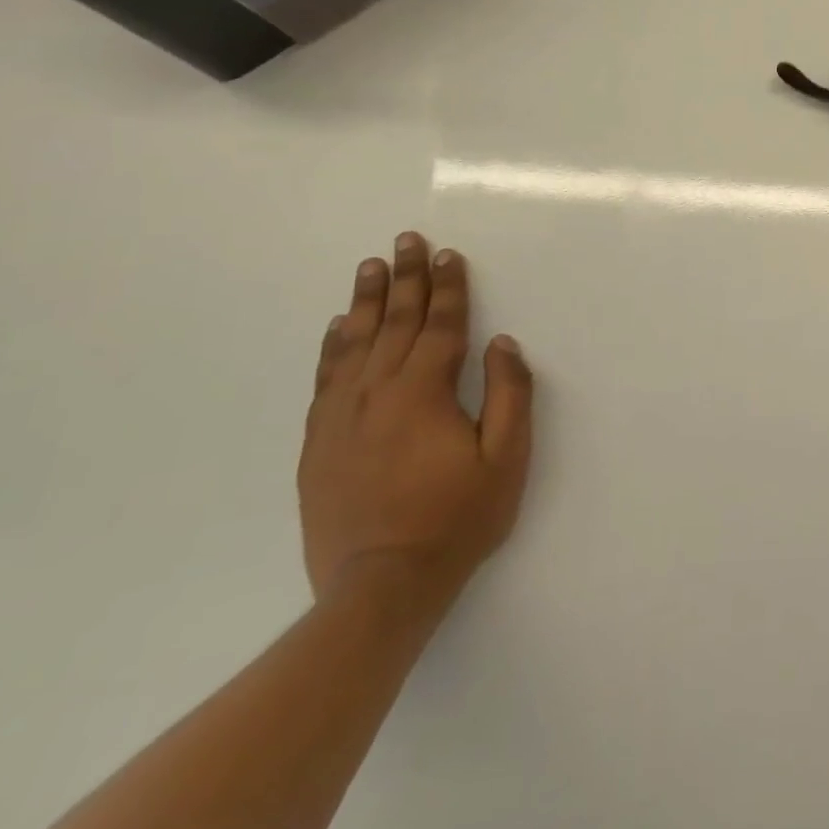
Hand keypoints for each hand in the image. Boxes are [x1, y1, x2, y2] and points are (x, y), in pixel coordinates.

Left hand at [298, 232, 533, 610]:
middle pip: (394, 323)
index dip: (448, 288)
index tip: (449, 254)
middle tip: (408, 239)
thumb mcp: (506, 458)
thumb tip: (503, 343)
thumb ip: (509, 394)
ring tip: (371, 266)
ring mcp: (340, 418)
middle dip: (406, 278)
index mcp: (423, 393)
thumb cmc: (457, 518)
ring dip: (367, 301)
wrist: (379, 588)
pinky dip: (332, 346)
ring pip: (354, 344)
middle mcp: (376, 394)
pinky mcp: (318, 443)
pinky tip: (338, 326)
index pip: (439, 326)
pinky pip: (324, 379)